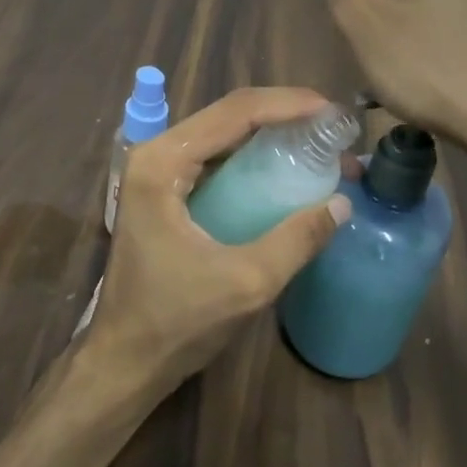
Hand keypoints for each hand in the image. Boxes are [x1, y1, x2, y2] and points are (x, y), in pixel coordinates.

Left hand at [89, 87, 351, 393]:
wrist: (124, 361)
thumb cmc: (176, 322)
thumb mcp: (246, 283)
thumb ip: (296, 240)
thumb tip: (342, 204)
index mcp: (162, 164)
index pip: (234, 113)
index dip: (289, 105)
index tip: (333, 111)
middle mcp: (154, 155)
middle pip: (227, 116)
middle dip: (284, 117)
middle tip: (333, 130)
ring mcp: (155, 173)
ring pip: (221, 134)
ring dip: (270, 135)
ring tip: (319, 144)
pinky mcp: (162, 193)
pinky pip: (214, 159)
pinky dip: (252, 157)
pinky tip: (285, 168)